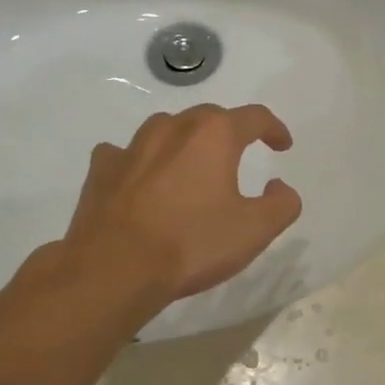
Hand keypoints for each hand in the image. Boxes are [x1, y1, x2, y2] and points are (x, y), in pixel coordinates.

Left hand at [62, 104, 302, 304]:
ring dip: (184, 142)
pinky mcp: (102, 170)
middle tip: (239, 154)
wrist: (115, 268)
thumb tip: (279, 186)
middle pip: (208, 117)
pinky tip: (140, 179)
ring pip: (165, 129)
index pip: (254, 117)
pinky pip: (124, 154)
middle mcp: (172, 128)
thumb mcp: (255, 230)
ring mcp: (131, 147)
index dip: (274, 129)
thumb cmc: (192, 244)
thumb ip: (281, 204)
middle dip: (229, 131)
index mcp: (214, 135)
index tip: (282, 146)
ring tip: (191, 165)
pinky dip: (139, 161)